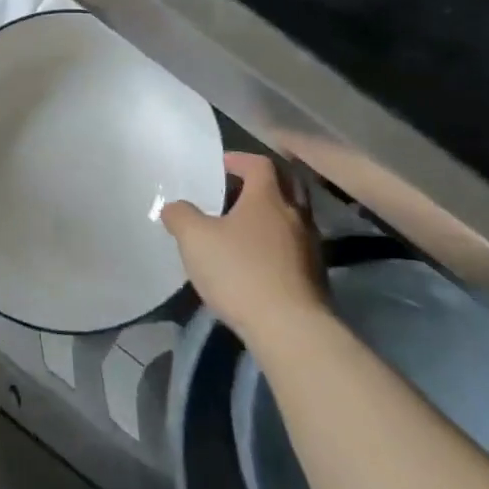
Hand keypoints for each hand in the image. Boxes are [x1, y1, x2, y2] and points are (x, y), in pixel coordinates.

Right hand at [161, 152, 327, 340]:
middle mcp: (294, 215)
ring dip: (272, 215)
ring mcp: (310, 247)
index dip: (240, 160)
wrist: (290, 329)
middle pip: (287, 185)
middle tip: (238, 190)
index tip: (222, 166)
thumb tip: (174, 207)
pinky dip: (278, 244)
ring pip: (293, 218)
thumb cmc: (240, 271)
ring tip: (244, 227)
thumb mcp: (195, 240)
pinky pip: (295, 247)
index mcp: (268, 198)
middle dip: (264, 183)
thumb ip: (181, 216)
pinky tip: (258, 260)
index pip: (260, 164)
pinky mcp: (315, 277)